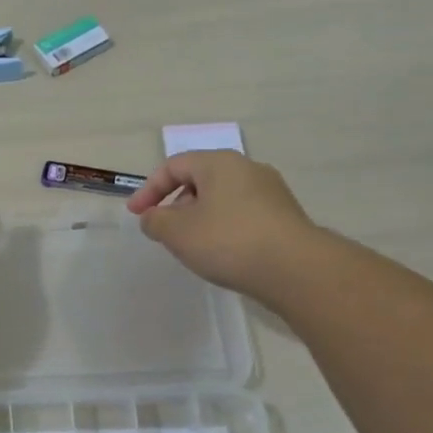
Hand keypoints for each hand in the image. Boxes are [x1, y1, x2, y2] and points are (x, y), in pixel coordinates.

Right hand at [124, 152, 319, 302]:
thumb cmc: (228, 241)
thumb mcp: (177, 232)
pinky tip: (222, 253)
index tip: (136, 215)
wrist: (296, 270)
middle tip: (165, 231)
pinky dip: (224, 228)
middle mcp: (247, 169)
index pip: (174, 166)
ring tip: (192, 245)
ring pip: (222, 198)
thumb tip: (154, 217)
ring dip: (200, 217)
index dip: (149, 189)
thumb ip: (156, 221)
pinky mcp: (285, 216)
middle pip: (200, 180)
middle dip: (176, 204)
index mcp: (219, 163)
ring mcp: (271, 192)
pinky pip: (242, 215)